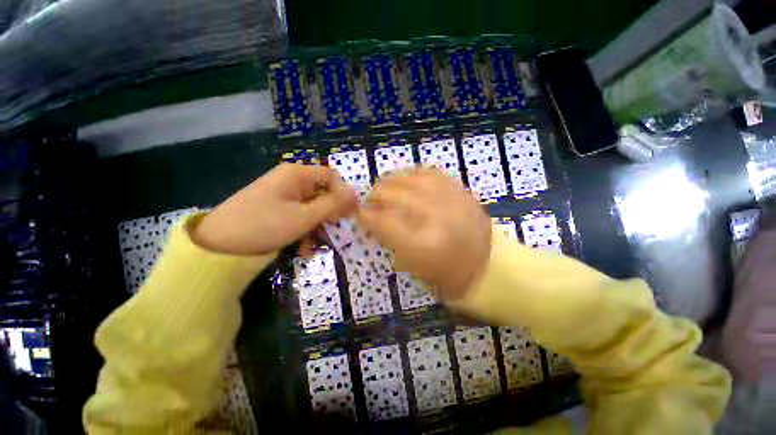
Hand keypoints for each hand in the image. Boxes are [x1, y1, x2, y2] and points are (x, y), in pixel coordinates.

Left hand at [193, 163, 358, 254]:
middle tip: (337, 231)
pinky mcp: (277, 209)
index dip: (344, 193)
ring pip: (313, 207)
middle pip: (323, 193)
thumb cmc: (264, 225)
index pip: (332, 176)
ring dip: (318, 227)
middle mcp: (291, 181)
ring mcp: (283, 196)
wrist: (217, 246)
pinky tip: (304, 249)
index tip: (352, 212)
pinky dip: (305, 231)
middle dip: (331, 214)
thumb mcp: (304, 217)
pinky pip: (300, 216)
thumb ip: (332, 205)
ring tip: (317, 247)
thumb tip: (355, 195)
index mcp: (297, 175)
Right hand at [359, 168, 490, 299]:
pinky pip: (428, 172)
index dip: (365, 215)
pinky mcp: (459, 189)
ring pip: (407, 177)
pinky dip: (411, 174)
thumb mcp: (411, 266)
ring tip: (385, 188)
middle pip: (391, 193)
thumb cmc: (447, 275)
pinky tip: (406, 180)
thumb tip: (373, 219)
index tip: (360, 215)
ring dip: (390, 181)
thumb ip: (389, 239)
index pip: (381, 220)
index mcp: (419, 243)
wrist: (488, 265)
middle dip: (374, 196)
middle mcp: (432, 215)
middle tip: (371, 202)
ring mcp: (448, 198)